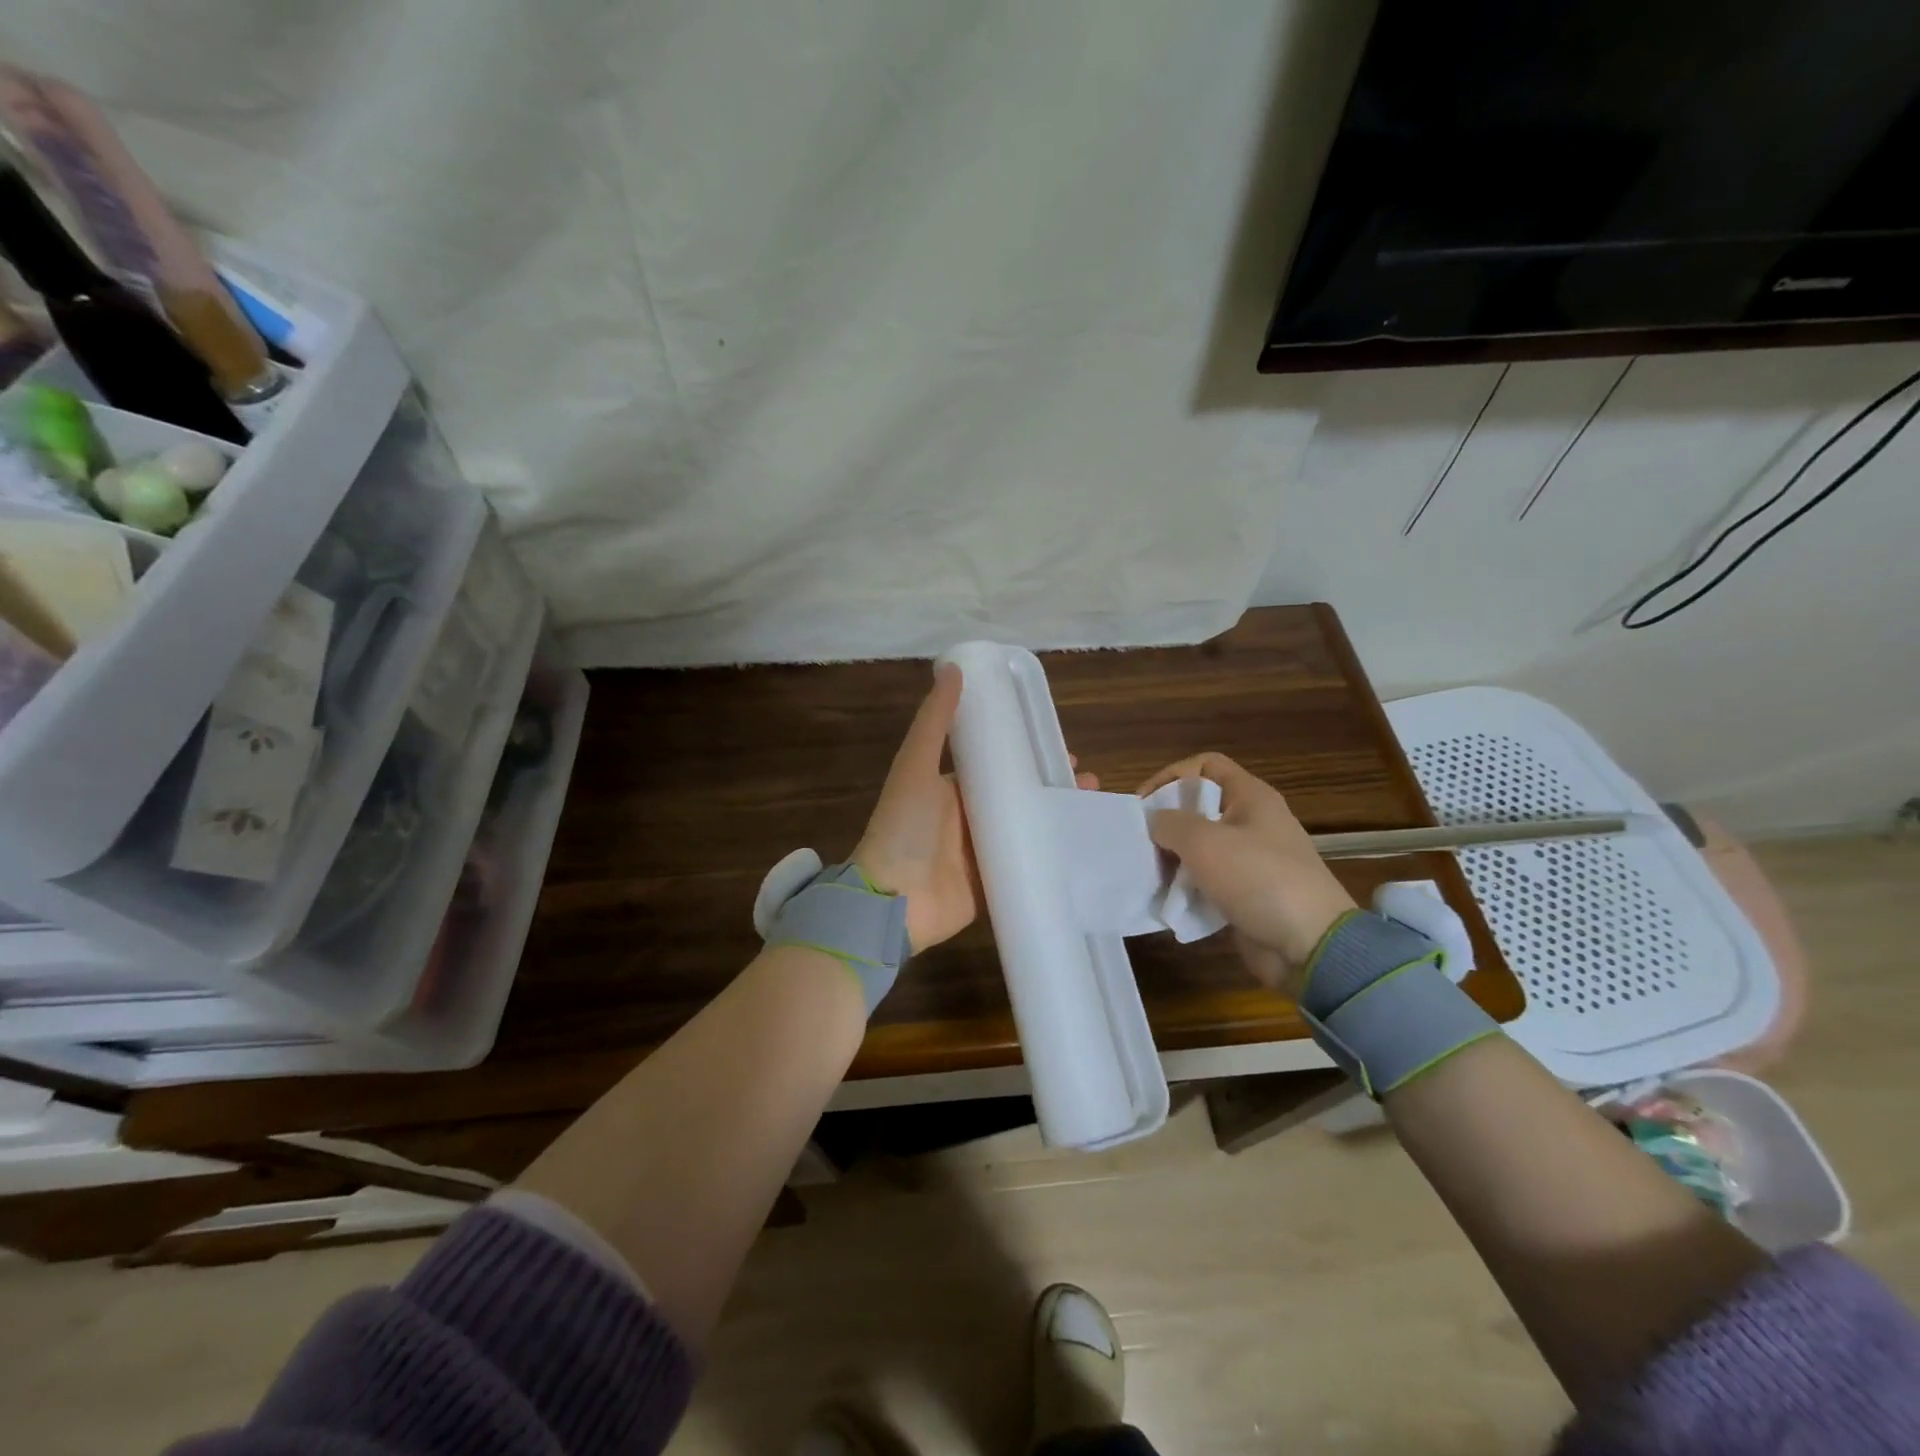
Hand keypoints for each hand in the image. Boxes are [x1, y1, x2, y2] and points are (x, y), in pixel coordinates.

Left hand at [856, 665, 1095, 953]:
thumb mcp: (915, 766)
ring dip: (1059, 816)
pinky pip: (1028, 865)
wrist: (892, 901)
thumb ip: (934, 722)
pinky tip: (1084, 847)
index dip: (1029, 754)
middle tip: (1088, 780)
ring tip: (1092, 806)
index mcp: (952, 788)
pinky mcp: (994, 884)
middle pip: (1019, 795)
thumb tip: (954, 668)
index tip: (1063, 747)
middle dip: (1053, 786)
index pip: (998, 764)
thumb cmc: (903, 828)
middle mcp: (969, 817)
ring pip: (1029, 828)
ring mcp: (983, 853)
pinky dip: (1053, 855)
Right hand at [1137, 753, 1355, 994]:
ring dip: (1173, 857)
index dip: (1171, 775)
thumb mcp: (1204, 842)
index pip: (1205, 765)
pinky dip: (1188, 886)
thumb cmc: (1258, 879)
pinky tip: (1169, 899)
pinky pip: (1209, 879)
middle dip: (1166, 821)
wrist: (1310, 944)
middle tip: (1141, 842)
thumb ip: (1169, 823)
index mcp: (1251, 796)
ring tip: (1149, 872)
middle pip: (1199, 806)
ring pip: (1201, 846)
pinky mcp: (1248, 892)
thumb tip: (1154, 823)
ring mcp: (1252, 859)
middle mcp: (1253, 821)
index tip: (1143, 803)